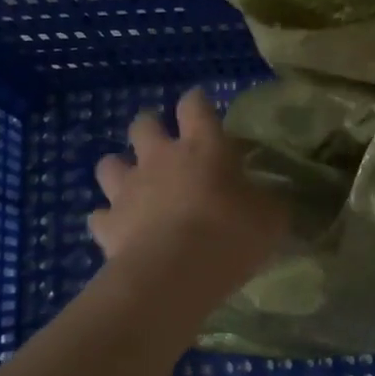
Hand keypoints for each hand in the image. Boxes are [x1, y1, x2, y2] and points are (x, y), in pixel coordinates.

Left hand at [90, 88, 286, 284]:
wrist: (174, 273)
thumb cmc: (230, 234)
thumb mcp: (271, 218)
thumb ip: (269, 202)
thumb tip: (274, 198)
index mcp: (202, 146)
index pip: (195, 105)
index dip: (196, 102)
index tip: (200, 106)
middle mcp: (160, 158)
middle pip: (143, 124)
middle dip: (149, 128)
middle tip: (162, 145)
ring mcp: (128, 189)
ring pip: (109, 163)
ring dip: (119, 169)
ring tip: (132, 185)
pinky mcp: (108, 223)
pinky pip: (100, 215)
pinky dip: (108, 220)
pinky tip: (119, 231)